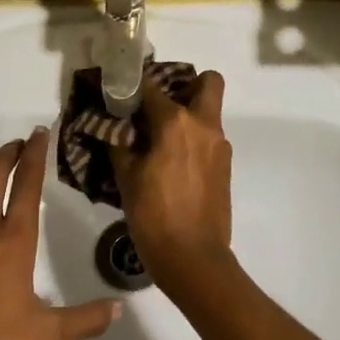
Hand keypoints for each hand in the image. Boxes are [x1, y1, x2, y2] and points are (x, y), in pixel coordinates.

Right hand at [111, 71, 233, 288]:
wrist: (193, 257)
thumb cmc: (154, 215)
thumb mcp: (126, 178)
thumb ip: (120, 144)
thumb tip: (115, 127)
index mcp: (176, 123)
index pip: (152, 86)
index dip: (133, 85)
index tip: (119, 91)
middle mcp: (204, 126)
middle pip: (207, 83)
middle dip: (186, 84)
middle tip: (159, 105)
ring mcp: (219, 147)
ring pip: (208, 113)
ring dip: (187, 116)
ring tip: (157, 140)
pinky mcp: (224, 167)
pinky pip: (208, 140)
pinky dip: (192, 141)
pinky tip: (169, 164)